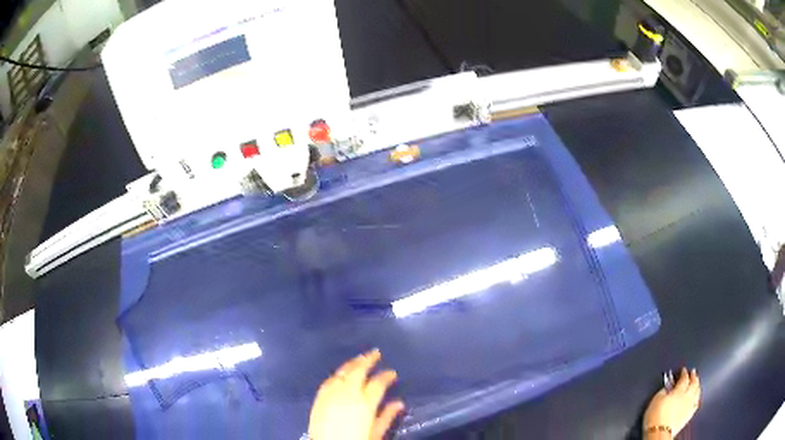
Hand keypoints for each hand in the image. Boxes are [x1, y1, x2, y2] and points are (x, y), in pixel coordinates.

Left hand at [308, 349, 404, 439]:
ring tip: (360, 358)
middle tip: (376, 352)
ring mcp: (331, 394)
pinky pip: (329, 380)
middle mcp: (347, 394)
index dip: (386, 376)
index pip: (377, 383)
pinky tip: (342, 373)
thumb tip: (399, 403)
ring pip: (342, 372)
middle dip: (368, 360)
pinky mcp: (319, 398)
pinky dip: (338, 374)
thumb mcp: (375, 434)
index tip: (392, 373)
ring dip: (352, 363)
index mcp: (364, 404)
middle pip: (358, 371)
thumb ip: (387, 417)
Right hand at [643, 367, 700, 437]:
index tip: (683, 370)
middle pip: (694, 382)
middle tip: (693, 372)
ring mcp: (689, 405)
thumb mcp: (656, 400)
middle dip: (694, 376)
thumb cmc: (656, 417)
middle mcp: (687, 395)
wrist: (659, 433)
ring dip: (697, 385)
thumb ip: (664, 390)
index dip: (684, 372)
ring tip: (696, 381)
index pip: (684, 377)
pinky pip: (696, 404)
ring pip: (697, 391)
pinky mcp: (689, 415)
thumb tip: (667, 387)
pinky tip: (697, 398)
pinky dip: (697, 398)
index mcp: (679, 390)